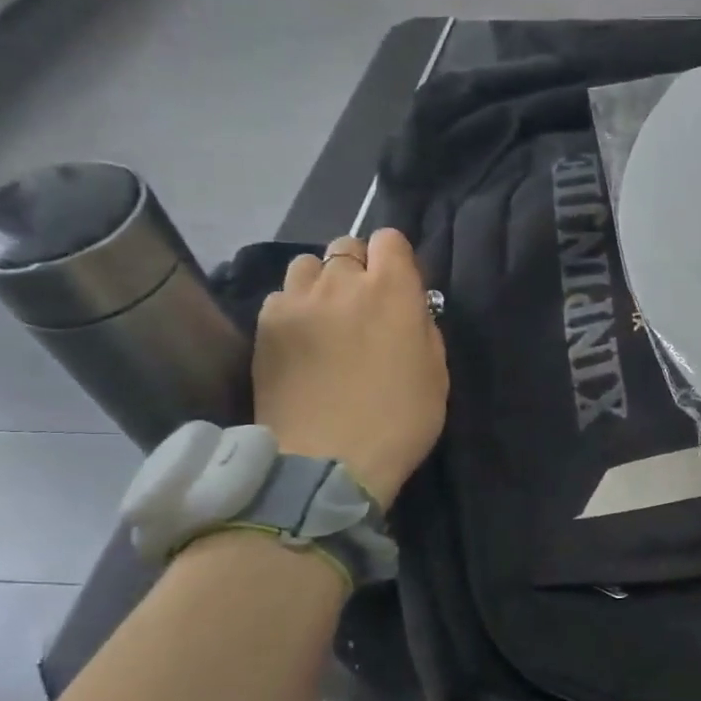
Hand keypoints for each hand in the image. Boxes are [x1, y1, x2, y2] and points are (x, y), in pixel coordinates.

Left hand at [252, 231, 447, 509]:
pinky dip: (292, 309)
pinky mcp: (264, 325)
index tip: (398, 287)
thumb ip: (422, 327)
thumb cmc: (398, 421)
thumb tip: (409, 308)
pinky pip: (280, 297)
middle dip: (357, 268)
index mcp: (392, 290)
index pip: (391, 239)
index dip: (395, 260)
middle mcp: (342, 282)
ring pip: (307, 265)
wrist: (327, 461)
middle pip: (346, 245)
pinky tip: (299, 341)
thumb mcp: (435, 373)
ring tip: (325, 317)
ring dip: (321, 283)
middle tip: (362, 306)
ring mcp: (297, 301)